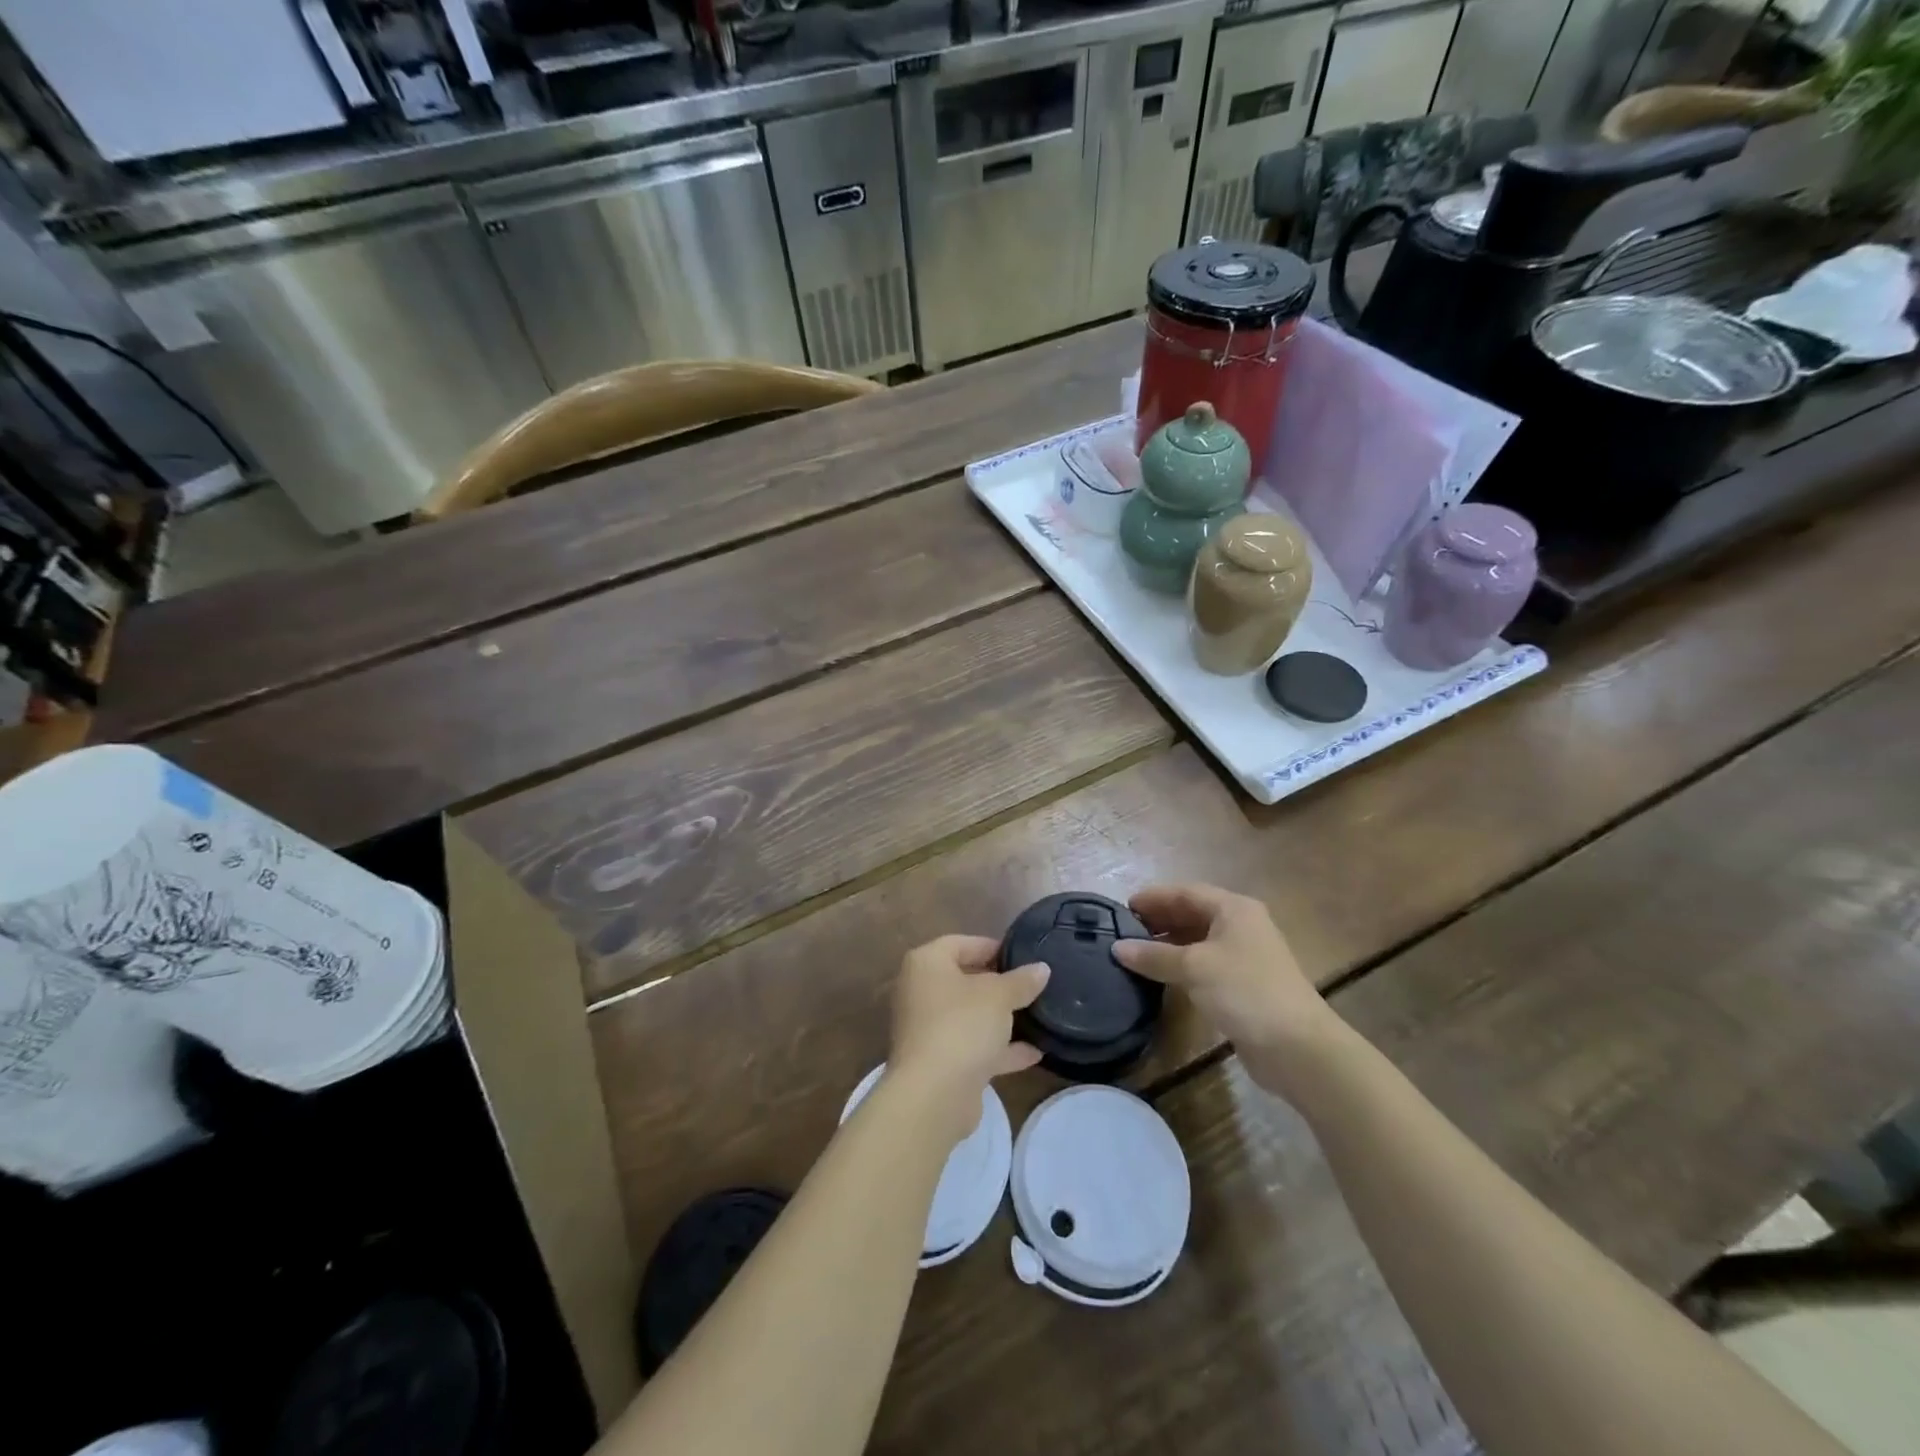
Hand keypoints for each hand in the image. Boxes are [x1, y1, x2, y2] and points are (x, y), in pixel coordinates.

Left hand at [888, 935, 1049, 1145]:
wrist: (933, 1094)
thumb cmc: (962, 1025)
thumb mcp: (999, 996)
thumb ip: (1021, 981)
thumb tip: (1042, 968)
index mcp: (927, 964)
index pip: (961, 943)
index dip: (993, 947)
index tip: (1024, 957)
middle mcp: (921, 992)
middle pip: (965, 980)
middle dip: (1000, 984)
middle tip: (1033, 986)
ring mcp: (929, 1029)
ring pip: (970, 1016)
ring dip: (1001, 1019)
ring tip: (1038, 1017)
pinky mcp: (940, 1062)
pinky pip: (973, 1047)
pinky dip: (999, 1049)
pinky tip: (1034, 1053)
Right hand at [1112, 884, 1341, 1078]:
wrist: (1297, 1048)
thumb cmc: (1244, 991)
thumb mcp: (1194, 967)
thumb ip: (1154, 955)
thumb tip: (1117, 948)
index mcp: (1234, 909)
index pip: (1186, 892)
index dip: (1154, 897)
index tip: (1122, 908)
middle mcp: (1241, 926)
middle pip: (1192, 914)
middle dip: (1159, 920)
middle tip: (1124, 931)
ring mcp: (1244, 957)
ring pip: (1198, 941)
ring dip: (1168, 944)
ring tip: (1135, 953)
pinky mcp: (1243, 985)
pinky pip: (1204, 965)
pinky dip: (1181, 966)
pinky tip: (1160, 977)